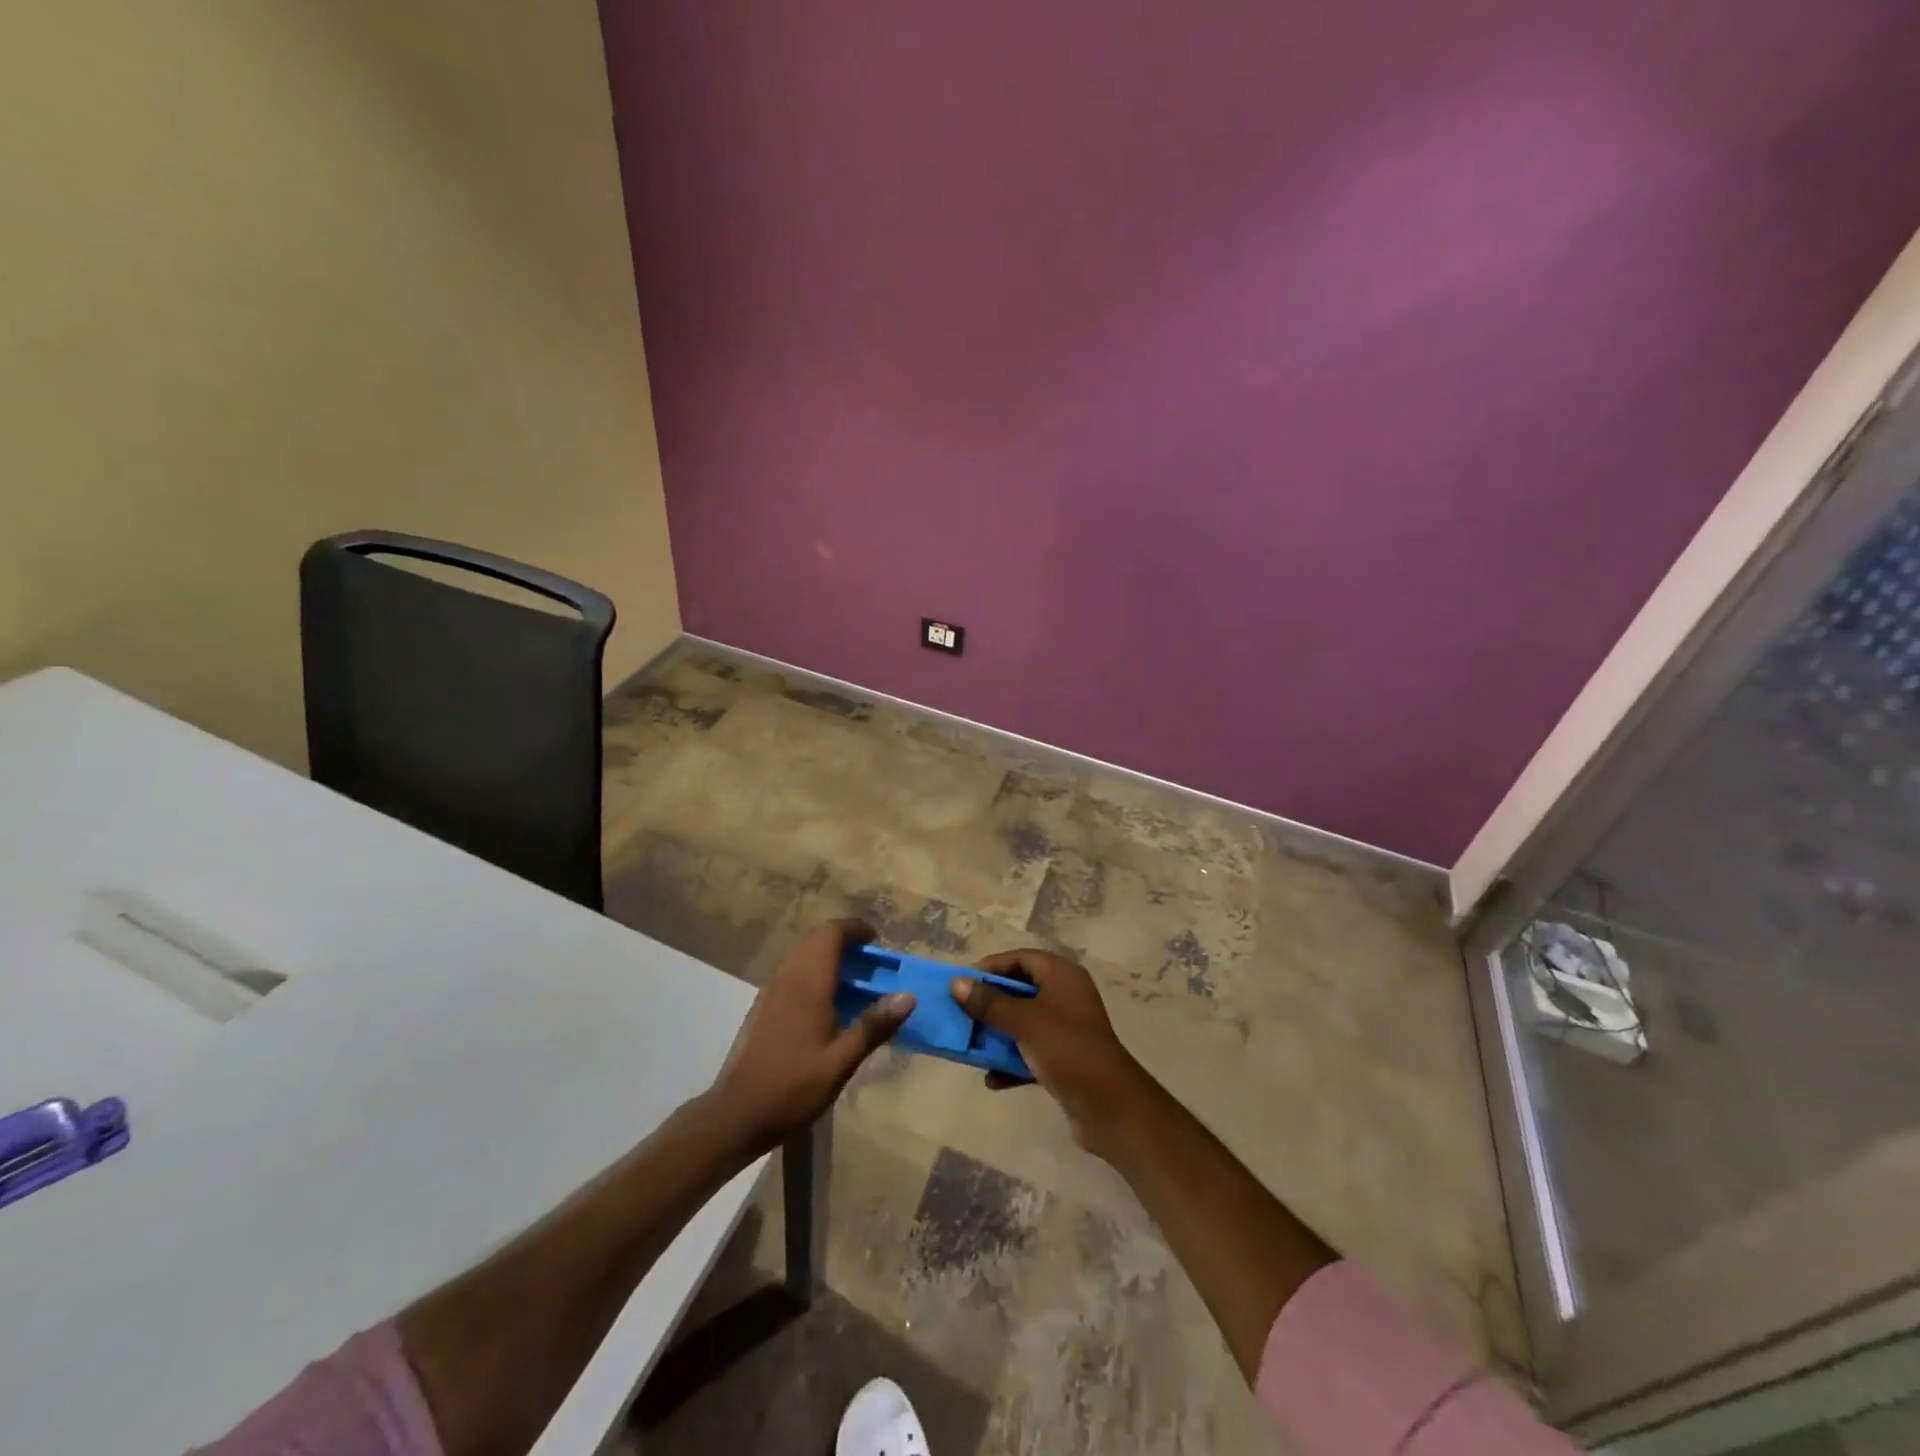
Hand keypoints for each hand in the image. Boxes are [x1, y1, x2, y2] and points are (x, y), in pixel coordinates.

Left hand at [706, 919, 913, 1153]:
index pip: (831, 934)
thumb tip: (908, 996)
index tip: (877, 941)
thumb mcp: (841, 1062)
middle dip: (843, 939)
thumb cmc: (793, 1088)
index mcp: (808, 984)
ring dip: (827, 954)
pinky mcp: (764, 1006)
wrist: (737, 1114)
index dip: (855, 929)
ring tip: (854, 979)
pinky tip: (827, 1001)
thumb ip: (873, 1026)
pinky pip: (793, 970)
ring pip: (802, 953)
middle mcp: (788, 978)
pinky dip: (814, 970)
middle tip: (870, 960)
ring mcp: (772, 991)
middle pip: (815, 938)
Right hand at [952, 949, 1150, 1151]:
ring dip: (998, 1035)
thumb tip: (957, 983)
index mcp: (1062, 976)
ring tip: (970, 1047)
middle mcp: (1066, 996)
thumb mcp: (1024, 1021)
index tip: (964, 983)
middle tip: (962, 1013)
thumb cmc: (1066, 1049)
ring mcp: (1067, 1030)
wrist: (1109, 1106)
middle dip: (990, 1004)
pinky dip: (1012, 1062)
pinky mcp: (1065, 1060)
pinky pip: (1031, 1052)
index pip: (1022, 958)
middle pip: (1020, 990)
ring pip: (1023, 1023)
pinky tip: (992, 1079)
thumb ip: (990, 1003)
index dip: (992, 967)